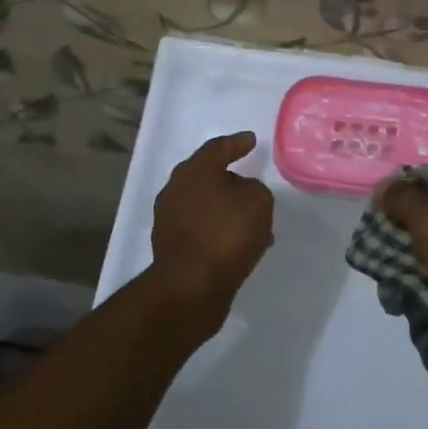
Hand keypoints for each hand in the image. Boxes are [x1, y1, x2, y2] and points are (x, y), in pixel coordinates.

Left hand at [149, 131, 274, 323]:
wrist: (190, 288)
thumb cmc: (225, 234)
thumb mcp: (257, 201)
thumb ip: (255, 189)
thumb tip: (242, 194)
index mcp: (193, 172)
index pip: (217, 148)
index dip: (237, 143)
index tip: (251, 140)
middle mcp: (176, 191)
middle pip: (207, 177)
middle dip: (231, 181)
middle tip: (252, 185)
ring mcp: (170, 221)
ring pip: (207, 207)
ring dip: (229, 212)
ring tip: (255, 223)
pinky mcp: (173, 248)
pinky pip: (204, 231)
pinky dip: (222, 232)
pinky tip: (242, 245)